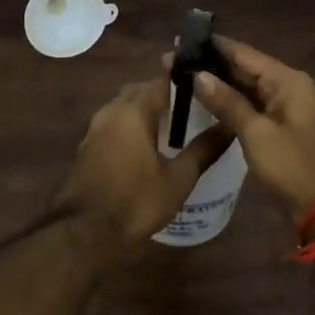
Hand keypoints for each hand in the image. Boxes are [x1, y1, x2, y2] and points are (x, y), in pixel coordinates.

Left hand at [52, 79, 234, 246]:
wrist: (84, 233)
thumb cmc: (136, 202)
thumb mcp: (178, 179)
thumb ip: (204, 149)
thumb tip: (230, 126)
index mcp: (133, 111)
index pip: (162, 80)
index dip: (184, 80)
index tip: (205, 87)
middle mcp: (111, 111)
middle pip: (140, 89)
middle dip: (164, 94)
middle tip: (191, 108)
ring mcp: (95, 128)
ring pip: (124, 106)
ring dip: (145, 109)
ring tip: (173, 127)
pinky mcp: (87, 146)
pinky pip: (113, 123)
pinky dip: (130, 125)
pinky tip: (147, 146)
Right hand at [183, 37, 314, 220]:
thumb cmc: (292, 167)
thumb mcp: (256, 134)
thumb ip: (227, 102)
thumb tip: (198, 75)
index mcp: (287, 80)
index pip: (243, 53)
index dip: (211, 48)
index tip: (180, 44)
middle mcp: (287, 86)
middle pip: (244, 67)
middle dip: (210, 65)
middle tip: (172, 62)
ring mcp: (284, 106)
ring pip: (245, 87)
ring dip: (217, 83)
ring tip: (180, 78)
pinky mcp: (278, 125)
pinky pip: (250, 105)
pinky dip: (228, 102)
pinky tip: (203, 102)